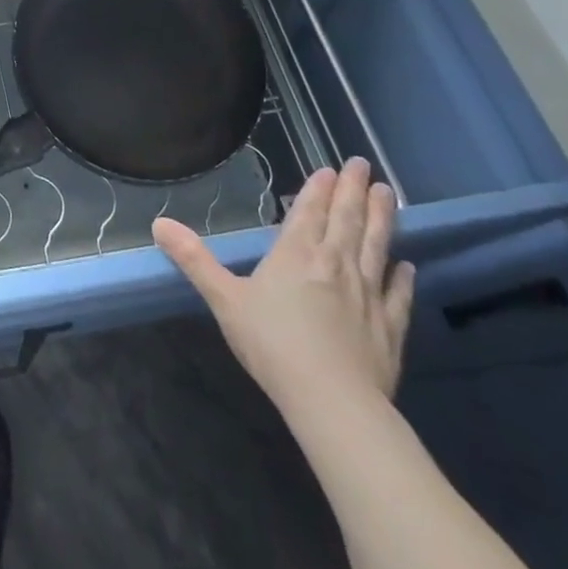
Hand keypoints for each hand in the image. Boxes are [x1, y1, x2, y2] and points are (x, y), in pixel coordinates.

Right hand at [154, 158, 412, 414]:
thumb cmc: (273, 344)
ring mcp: (368, 294)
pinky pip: (398, 295)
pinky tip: (407, 266)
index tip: (333, 168)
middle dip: (354, 190)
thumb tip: (159, 223)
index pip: (310, 211)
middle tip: (364, 165)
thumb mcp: (224, 299)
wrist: (333, 403)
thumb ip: (194, 260)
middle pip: (347, 219)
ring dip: (382, 219)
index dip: (320, 188)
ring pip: (376, 246)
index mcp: (296, 253)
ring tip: (389, 194)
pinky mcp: (390, 328)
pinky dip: (402, 277)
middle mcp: (335, 263)